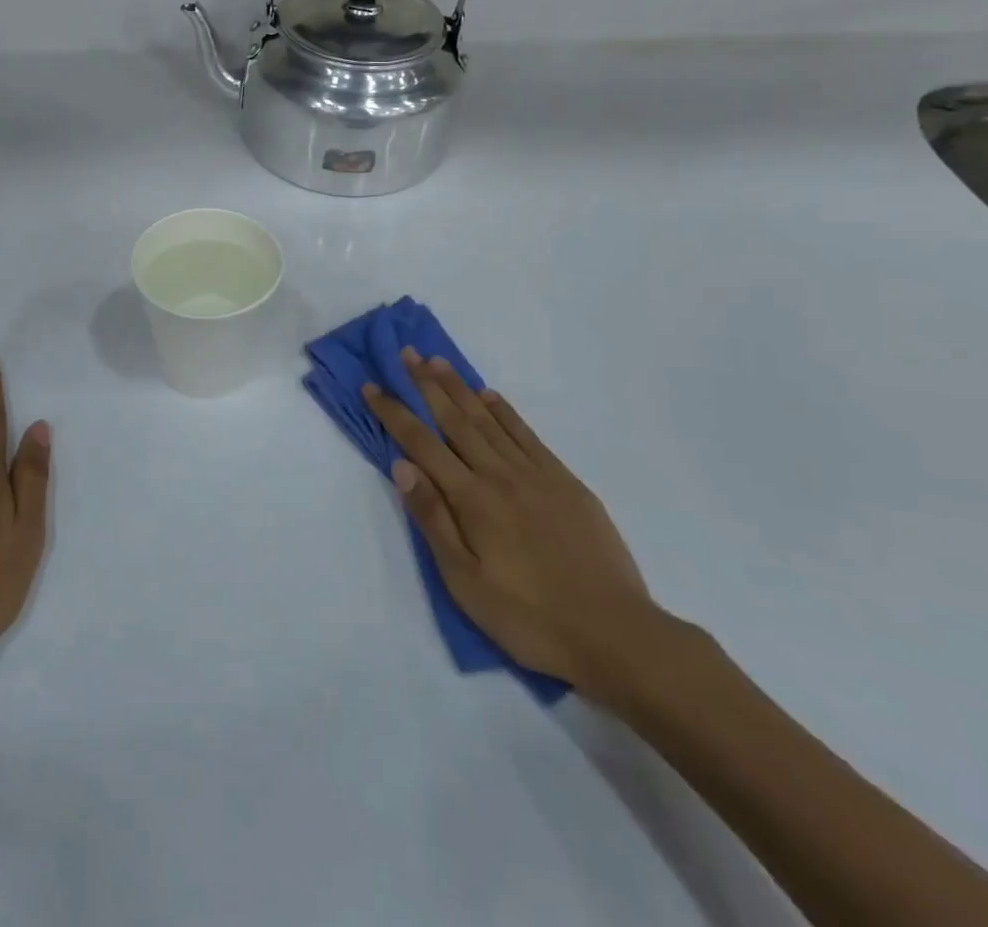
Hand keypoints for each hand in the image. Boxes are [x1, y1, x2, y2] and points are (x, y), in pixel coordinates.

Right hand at [363, 350, 657, 697]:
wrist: (615, 634)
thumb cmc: (529, 618)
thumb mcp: (466, 582)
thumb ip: (434, 520)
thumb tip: (402, 466)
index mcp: (472, 499)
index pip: (421, 444)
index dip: (394, 413)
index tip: (372, 386)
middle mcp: (500, 474)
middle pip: (455, 420)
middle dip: (426, 385)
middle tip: (407, 353)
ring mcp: (536, 474)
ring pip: (489, 420)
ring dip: (461, 388)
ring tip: (439, 362)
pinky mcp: (565, 482)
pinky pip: (527, 434)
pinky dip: (505, 411)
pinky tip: (491, 396)